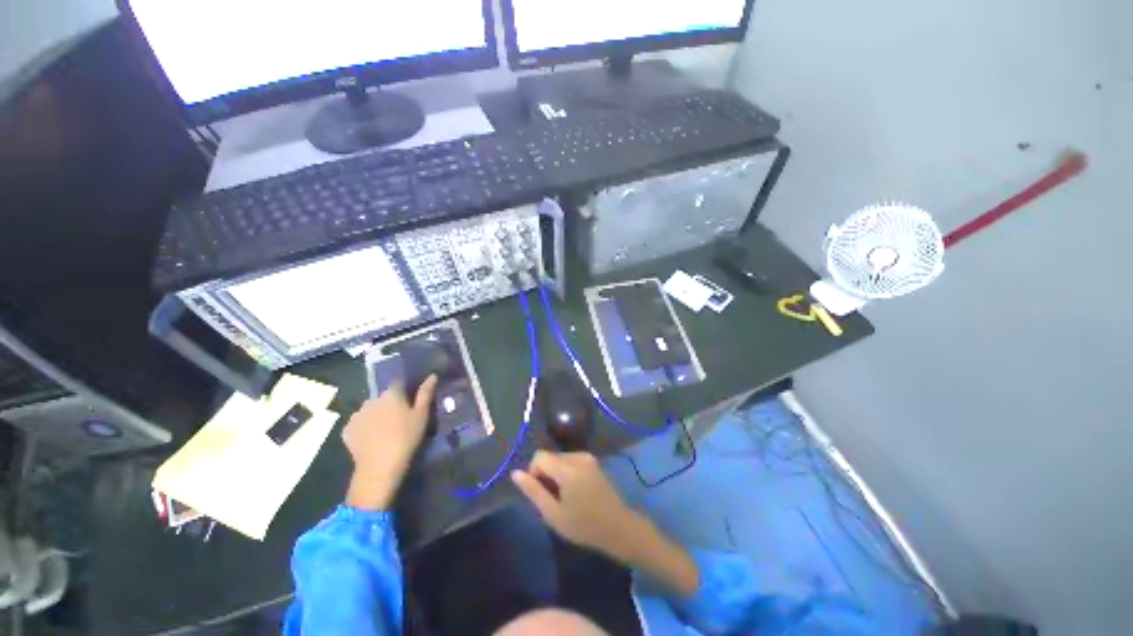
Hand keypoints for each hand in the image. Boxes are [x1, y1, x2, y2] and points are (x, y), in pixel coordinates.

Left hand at [344, 377, 437, 509]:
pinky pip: (359, 423)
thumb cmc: (406, 437)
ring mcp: (356, 415)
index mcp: (391, 394)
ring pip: (370, 410)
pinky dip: (365, 427)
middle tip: (400, 419)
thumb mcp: (422, 415)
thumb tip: (432, 375)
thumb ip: (426, 393)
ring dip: (376, 415)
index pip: (399, 383)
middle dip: (390, 404)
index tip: (411, 401)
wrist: (379, 466)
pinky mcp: (347, 430)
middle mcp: (371, 400)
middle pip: (383, 398)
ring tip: (385, 430)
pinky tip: (372, 439)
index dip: (405, 390)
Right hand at [510, 451, 637, 558]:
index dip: (534, 473)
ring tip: (565, 497)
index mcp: (568, 468)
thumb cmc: (583, 525)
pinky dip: (567, 472)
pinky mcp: (593, 460)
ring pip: (560, 458)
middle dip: (546, 474)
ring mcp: (587, 457)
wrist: (617, 527)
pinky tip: (575, 491)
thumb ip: (533, 491)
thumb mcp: (553, 514)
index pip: (539, 456)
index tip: (542, 493)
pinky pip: (571, 460)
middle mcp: (578, 456)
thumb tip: (515, 473)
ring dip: (556, 473)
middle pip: (550, 456)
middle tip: (554, 499)